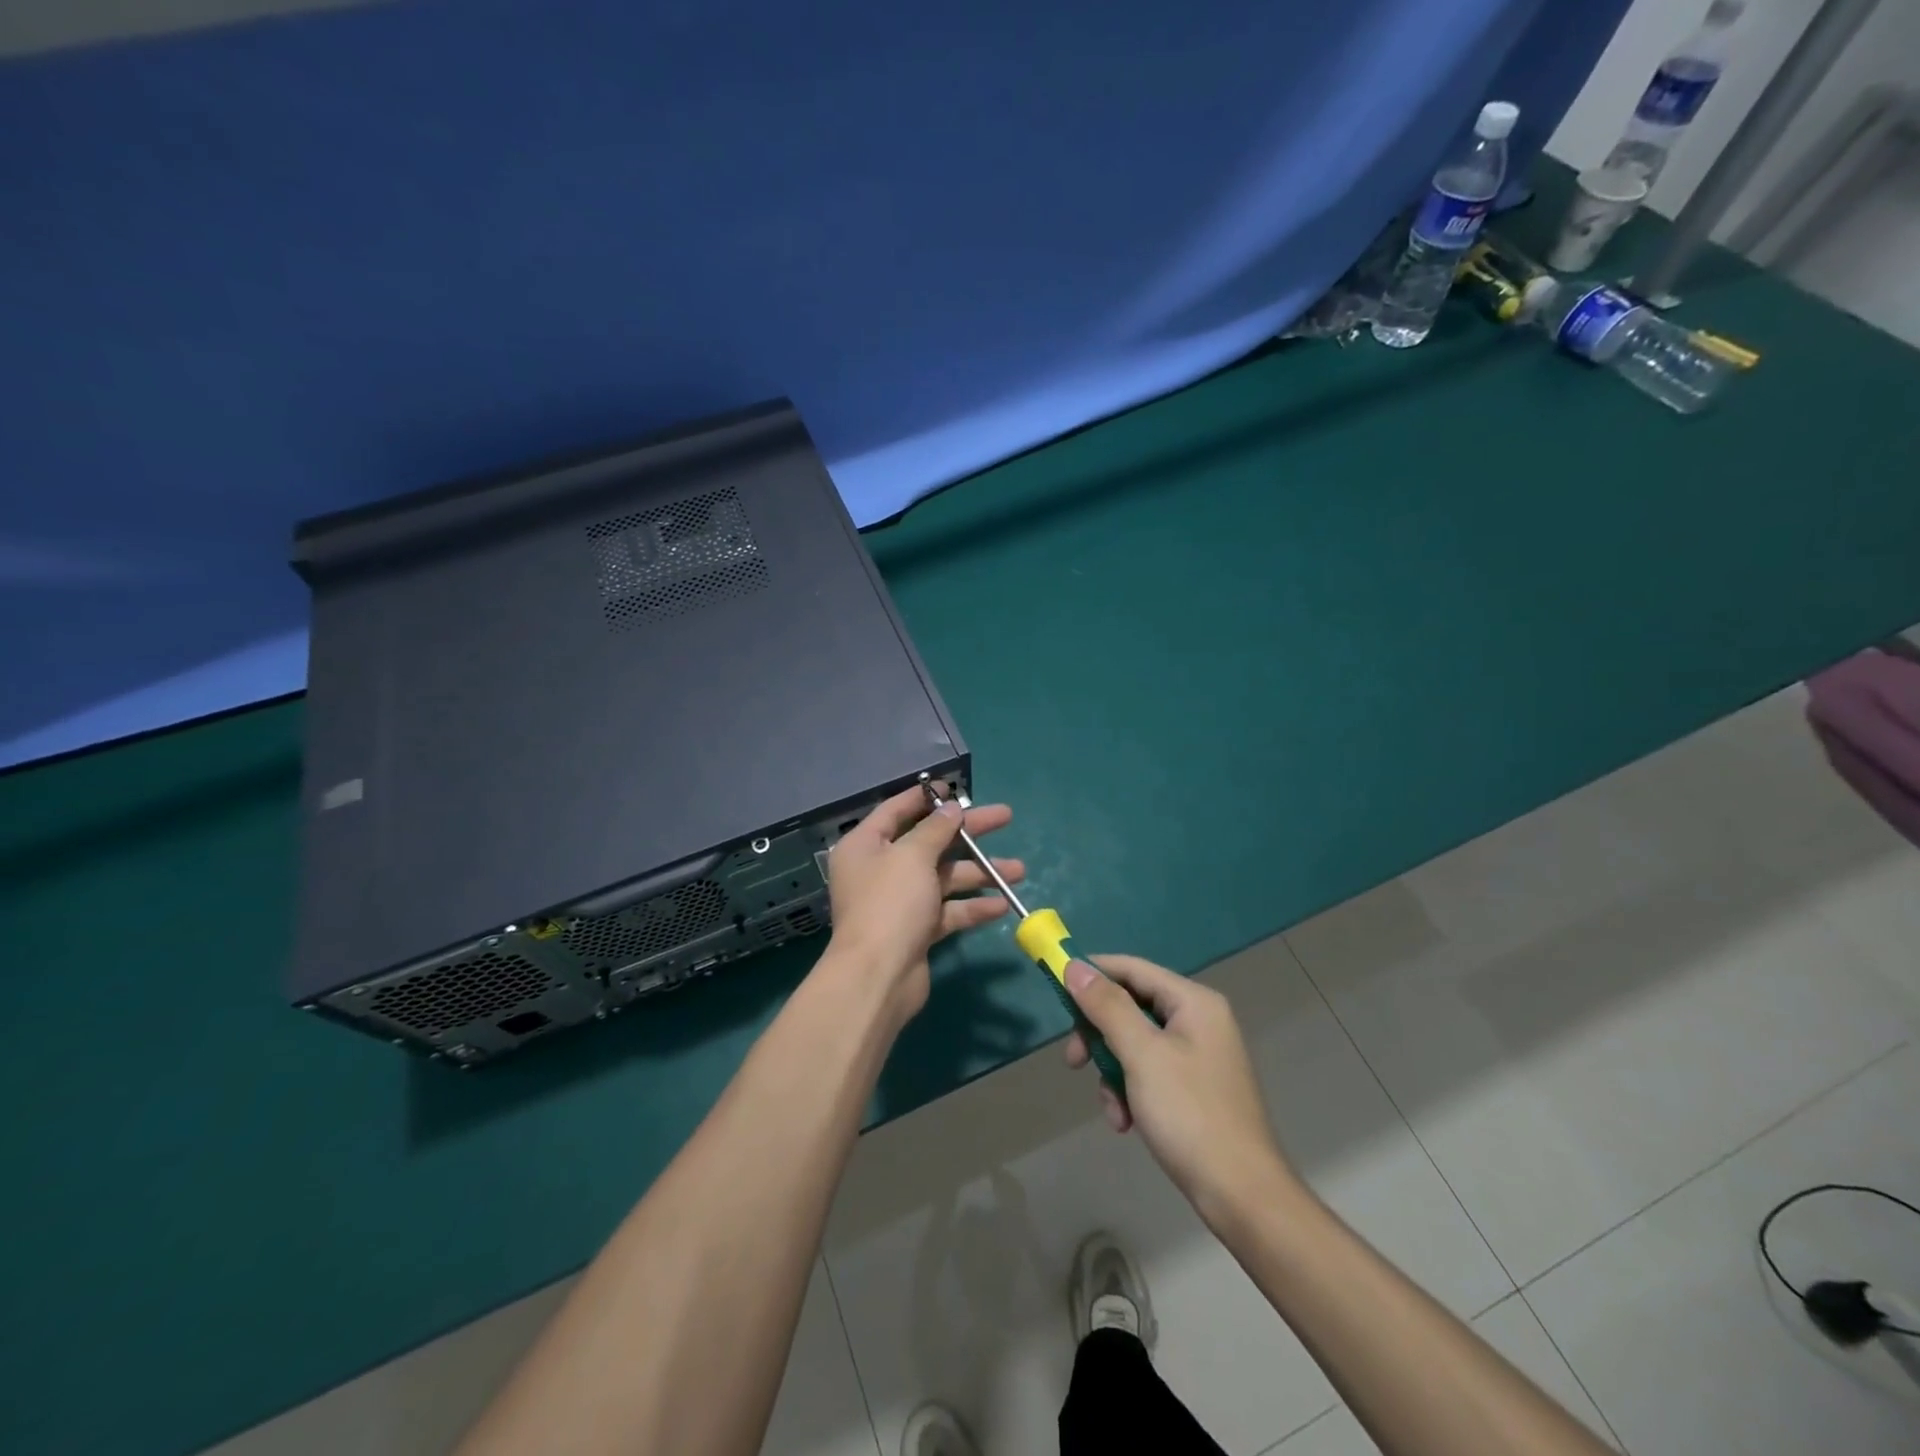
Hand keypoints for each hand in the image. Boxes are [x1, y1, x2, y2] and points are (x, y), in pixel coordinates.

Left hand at [823, 785, 1023, 1027]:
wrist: (878, 978)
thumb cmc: (890, 904)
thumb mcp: (913, 856)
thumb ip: (936, 830)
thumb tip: (953, 809)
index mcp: (866, 845)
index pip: (896, 810)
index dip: (926, 799)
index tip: (956, 789)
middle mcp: (880, 870)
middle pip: (930, 842)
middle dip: (969, 833)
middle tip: (1006, 817)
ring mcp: (899, 902)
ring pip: (944, 877)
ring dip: (980, 873)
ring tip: (1020, 870)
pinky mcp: (916, 930)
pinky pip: (948, 910)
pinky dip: (972, 907)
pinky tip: (1002, 905)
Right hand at [1063, 955, 1293, 1222]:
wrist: (1242, 1196)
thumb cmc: (1190, 1115)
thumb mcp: (1142, 1055)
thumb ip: (1107, 1007)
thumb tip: (1075, 967)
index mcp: (1193, 1002)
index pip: (1132, 968)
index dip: (1092, 972)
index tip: (1055, 985)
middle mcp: (1198, 1020)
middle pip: (1131, 1006)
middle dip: (1099, 1034)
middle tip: (1073, 1060)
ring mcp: (1197, 1055)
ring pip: (1134, 1043)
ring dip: (1113, 1072)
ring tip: (1111, 1107)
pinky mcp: (1193, 1087)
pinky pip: (1148, 1072)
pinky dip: (1130, 1091)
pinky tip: (1125, 1122)